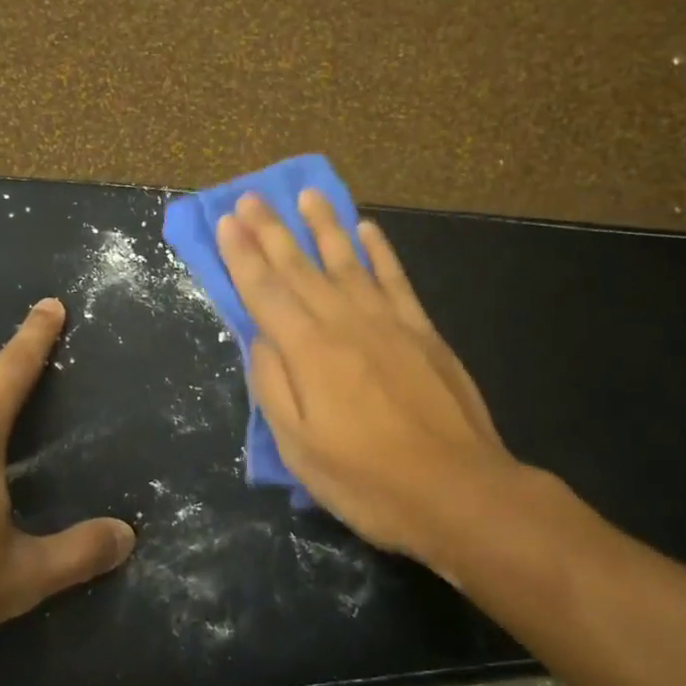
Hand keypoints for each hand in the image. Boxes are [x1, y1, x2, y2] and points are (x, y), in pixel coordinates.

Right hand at [216, 191, 572, 568]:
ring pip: (347, 260)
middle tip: (250, 197)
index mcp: (309, 351)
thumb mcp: (299, 449)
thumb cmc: (368, 480)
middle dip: (271, 230)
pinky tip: (367, 228)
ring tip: (307, 194)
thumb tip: (258, 338)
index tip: (226, 221)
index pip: (265, 291)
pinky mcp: (423, 330)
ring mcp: (388, 322)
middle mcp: (345, 322)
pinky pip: (395, 278)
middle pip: (300, 267)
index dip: (242, 255)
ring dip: (324, 225)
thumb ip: (273, 386)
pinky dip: (379, 250)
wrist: (459, 491)